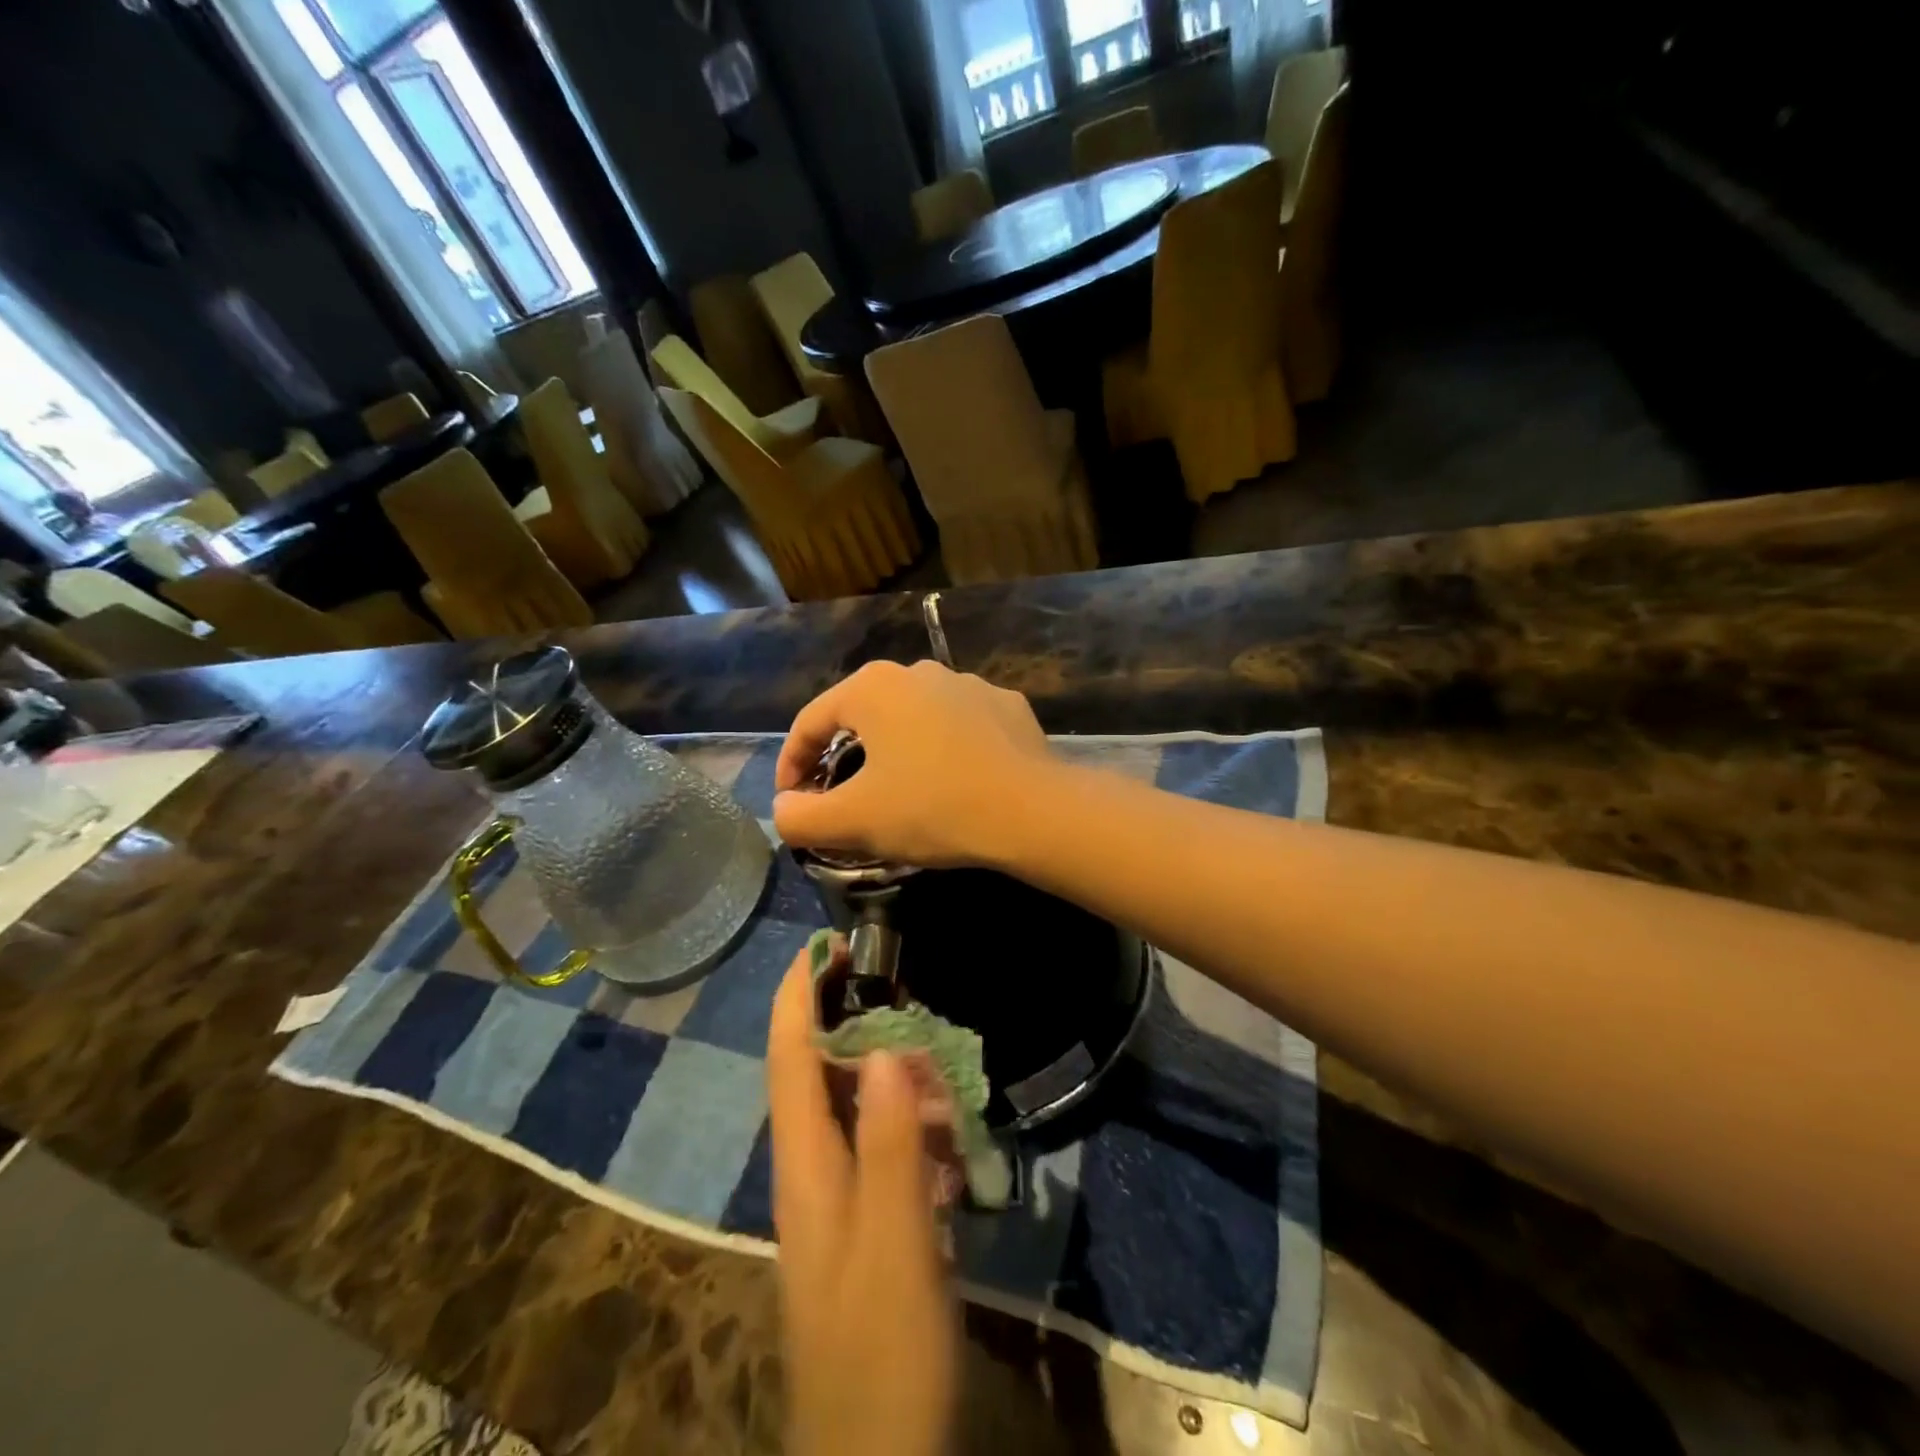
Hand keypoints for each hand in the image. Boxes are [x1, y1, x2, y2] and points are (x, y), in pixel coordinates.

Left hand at [767, 952, 957, 1455]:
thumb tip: (880, 1046)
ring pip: (856, 1107)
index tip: (823, 942)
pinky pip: (882, 1146)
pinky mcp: (868, 1223)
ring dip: (888, 1072)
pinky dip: (908, 1121)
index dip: (799, 995)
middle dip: (854, 1021)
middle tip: (904, 986)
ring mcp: (839, 1198)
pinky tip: (948, 1127)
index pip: (789, 1058)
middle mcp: (812, 1170)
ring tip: (935, 1051)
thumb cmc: (882, 1348)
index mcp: (805, 1165)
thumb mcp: (894, 1244)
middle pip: (821, 1073)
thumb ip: (887, 1143)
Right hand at [773, 660, 1053, 865]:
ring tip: (900, 790)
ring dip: (897, 750)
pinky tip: (954, 780)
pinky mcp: (1007, 705)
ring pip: (914, 718)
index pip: (810, 722)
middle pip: (862, 716)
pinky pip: (959, 726)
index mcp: (872, 687)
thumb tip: (784, 810)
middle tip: (841, 797)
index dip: (791, 764)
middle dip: (843, 757)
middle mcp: (918, 671)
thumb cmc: (931, 807)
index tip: (792, 802)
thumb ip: (801, 817)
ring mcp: (969, 683)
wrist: (1030, 811)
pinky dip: (945, 749)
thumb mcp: (853, 821)